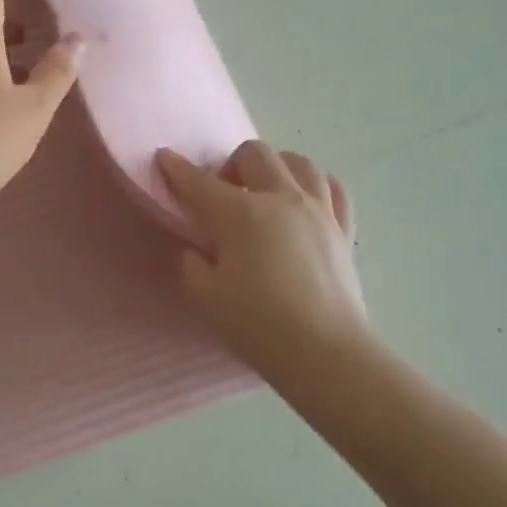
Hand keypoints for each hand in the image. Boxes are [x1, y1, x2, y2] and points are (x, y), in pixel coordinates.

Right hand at [156, 141, 372, 371]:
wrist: (325, 352)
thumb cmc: (258, 325)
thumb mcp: (206, 296)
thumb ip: (193, 264)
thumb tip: (199, 249)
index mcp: (240, 214)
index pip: (199, 182)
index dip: (177, 168)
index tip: (164, 157)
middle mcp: (280, 198)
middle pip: (253, 154)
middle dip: (230, 163)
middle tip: (223, 193)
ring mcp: (317, 210)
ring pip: (298, 162)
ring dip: (275, 166)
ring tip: (265, 189)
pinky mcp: (342, 228)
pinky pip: (333, 188)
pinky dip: (315, 185)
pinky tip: (305, 199)